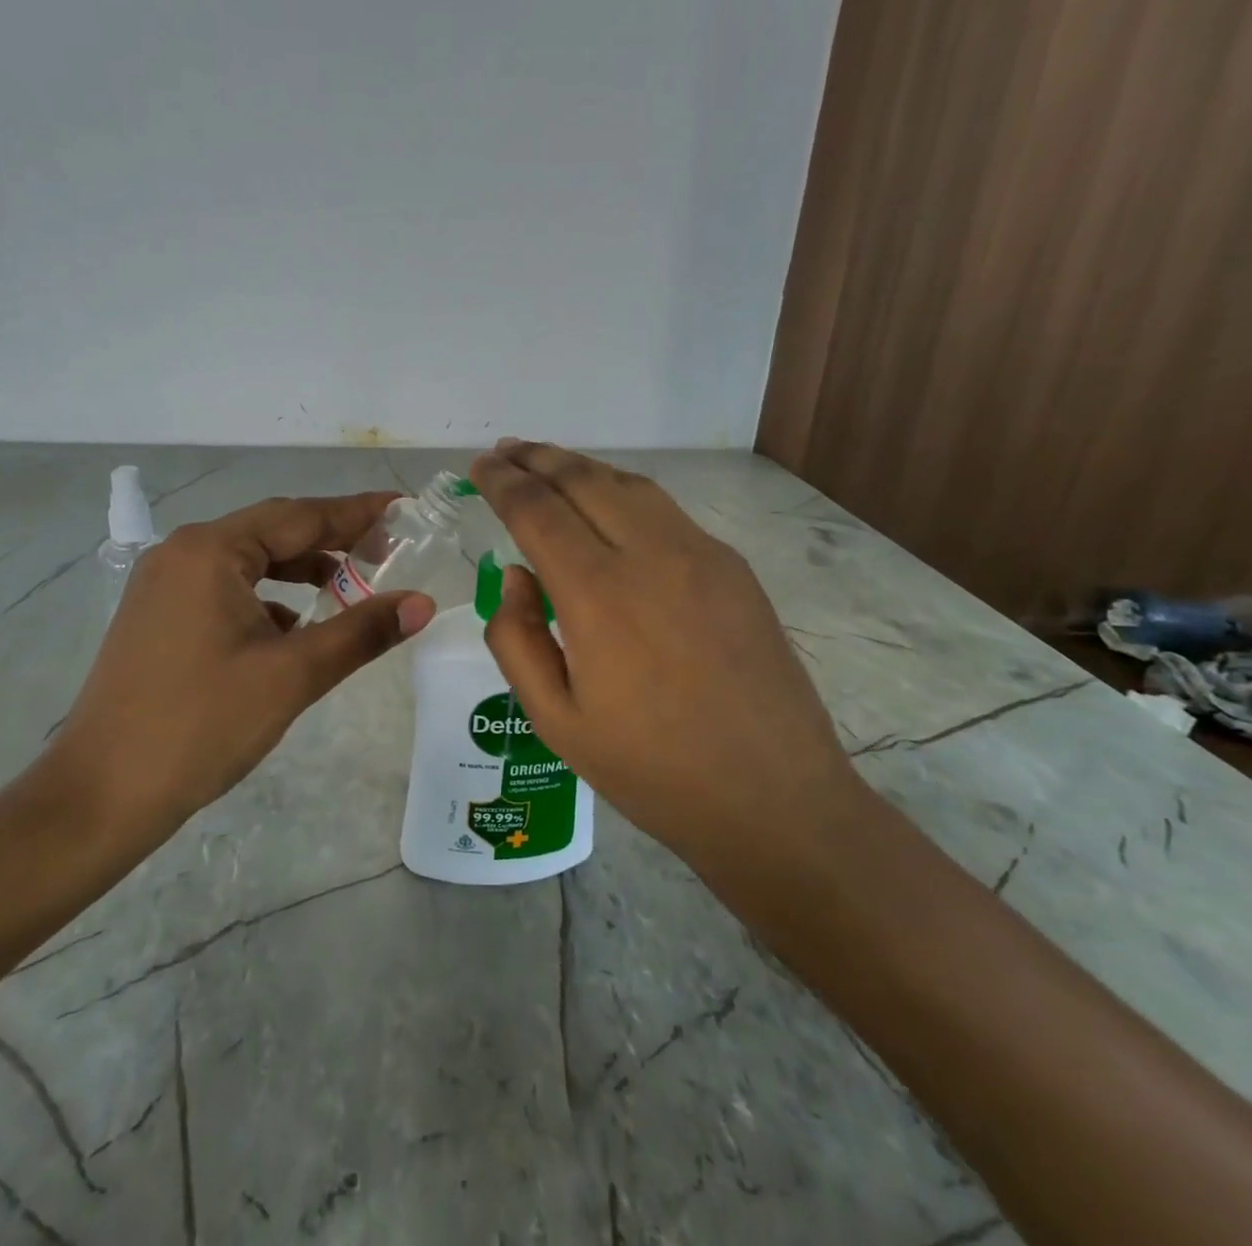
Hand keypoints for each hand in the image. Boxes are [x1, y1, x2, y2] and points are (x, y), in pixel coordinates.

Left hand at [39, 493, 436, 843]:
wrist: (100, 795)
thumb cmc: (201, 725)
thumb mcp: (292, 675)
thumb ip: (361, 631)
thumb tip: (422, 603)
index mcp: (211, 551)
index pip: (301, 515)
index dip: (357, 512)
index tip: (401, 506)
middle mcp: (182, 553)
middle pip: (273, 532)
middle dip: (331, 539)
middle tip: (387, 547)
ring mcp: (163, 585)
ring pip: (248, 561)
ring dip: (299, 570)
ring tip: (349, 587)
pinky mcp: (157, 616)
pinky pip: (225, 589)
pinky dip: (266, 598)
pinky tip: (292, 628)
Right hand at [466, 440, 857, 877]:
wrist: (775, 800)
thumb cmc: (652, 771)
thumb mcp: (556, 721)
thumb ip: (517, 639)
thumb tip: (516, 576)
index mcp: (598, 594)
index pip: (536, 510)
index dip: (501, 482)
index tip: (477, 467)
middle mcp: (651, 555)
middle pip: (583, 479)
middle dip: (537, 458)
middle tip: (504, 452)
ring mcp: (702, 555)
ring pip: (629, 485)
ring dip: (581, 467)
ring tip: (548, 464)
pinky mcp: (733, 569)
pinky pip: (665, 512)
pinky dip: (623, 492)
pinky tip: (609, 507)